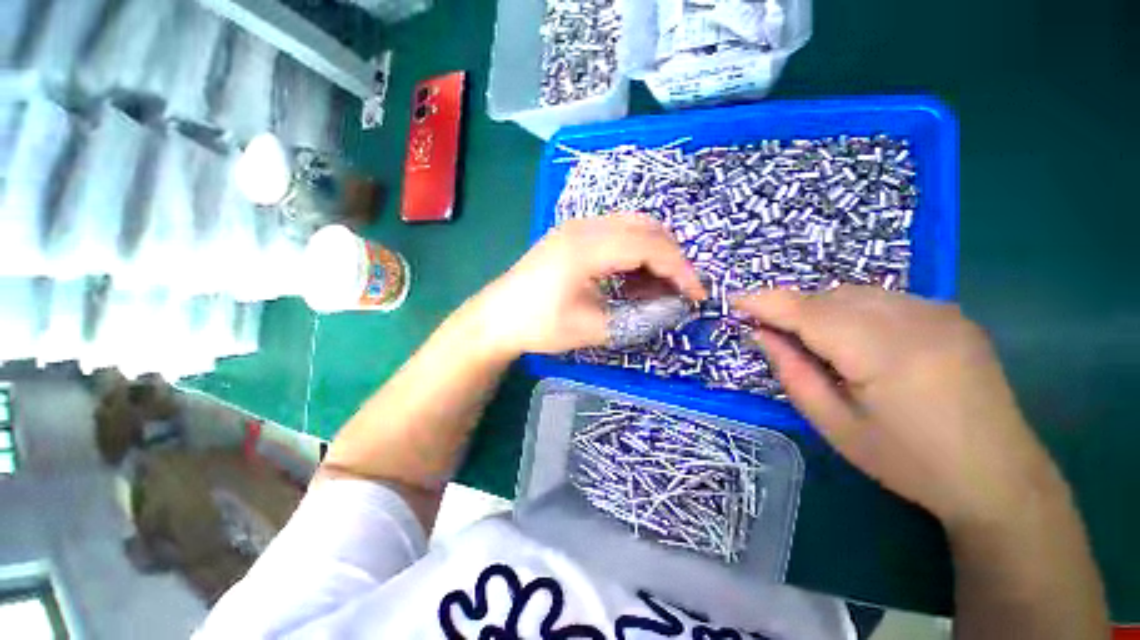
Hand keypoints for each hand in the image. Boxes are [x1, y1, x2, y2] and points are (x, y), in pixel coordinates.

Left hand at [469, 215, 705, 357]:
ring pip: (633, 227)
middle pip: (646, 228)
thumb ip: (638, 317)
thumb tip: (672, 308)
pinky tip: (631, 279)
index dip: (680, 270)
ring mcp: (577, 226)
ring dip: (653, 254)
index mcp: (587, 247)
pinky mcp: (573, 234)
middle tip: (678, 291)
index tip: (697, 296)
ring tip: (655, 289)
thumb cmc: (540, 325)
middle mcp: (585, 226)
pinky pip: (616, 234)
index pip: (650, 246)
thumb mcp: (593, 328)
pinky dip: (634, 253)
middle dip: (671, 259)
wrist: (497, 317)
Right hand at [733, 286, 1059, 529]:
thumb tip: (762, 334)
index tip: (733, 299)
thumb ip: (793, 373)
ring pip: (855, 293)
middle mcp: (916, 318)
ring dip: (822, 309)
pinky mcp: (951, 314)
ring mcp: (939, 311)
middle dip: (793, 309)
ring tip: (816, 343)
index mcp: (885, 353)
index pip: (808, 311)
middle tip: (774, 335)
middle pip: (830, 296)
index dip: (765, 302)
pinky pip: (883, 299)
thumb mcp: (835, 426)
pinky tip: (858, 341)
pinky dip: (853, 310)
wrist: (999, 477)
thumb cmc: (909, 462)